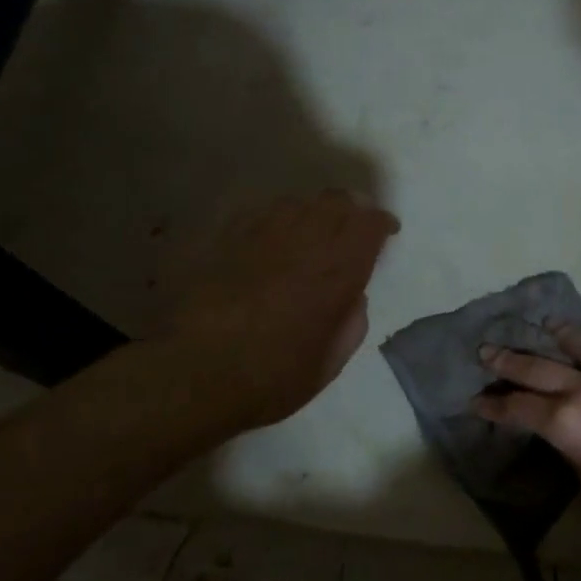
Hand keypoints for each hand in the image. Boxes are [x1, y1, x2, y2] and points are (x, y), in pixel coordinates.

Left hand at [150, 191, 398, 430]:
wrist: (193, 375)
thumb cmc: (271, 378)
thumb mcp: (329, 363)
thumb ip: (351, 323)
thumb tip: (353, 296)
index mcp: (336, 273)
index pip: (369, 225)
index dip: (382, 222)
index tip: (387, 231)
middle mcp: (303, 244)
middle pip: (336, 201)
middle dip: (352, 207)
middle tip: (354, 224)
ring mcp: (261, 237)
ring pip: (297, 202)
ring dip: (313, 211)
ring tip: (312, 229)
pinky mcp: (225, 240)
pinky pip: (258, 213)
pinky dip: (275, 219)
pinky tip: (271, 237)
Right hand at [470, 323, 580, 539]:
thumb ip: (575, 456)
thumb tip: (570, 442)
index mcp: (567, 424)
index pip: (518, 408)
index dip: (493, 406)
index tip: (476, 400)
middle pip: (538, 368)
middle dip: (507, 361)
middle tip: (486, 350)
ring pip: (580, 346)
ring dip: (557, 335)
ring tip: (544, 324)